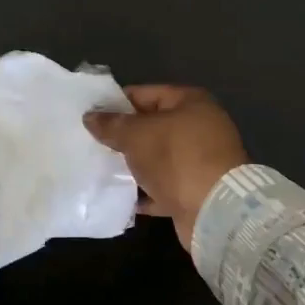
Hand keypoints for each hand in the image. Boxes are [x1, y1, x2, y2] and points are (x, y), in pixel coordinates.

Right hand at [84, 85, 247, 253]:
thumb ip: (112, 124)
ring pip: (158, 158)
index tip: (92, 114)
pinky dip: (145, 191)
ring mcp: (201, 161)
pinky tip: (120, 196)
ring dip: (134, 164)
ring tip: (101, 168)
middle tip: (93, 142)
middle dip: (124, 135)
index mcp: (191, 103)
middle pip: (153, 126)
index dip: (117, 102)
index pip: (146, 93)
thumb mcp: (137, 135)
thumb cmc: (176, 158)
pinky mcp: (197, 190)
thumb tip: (90, 116)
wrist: (214, 211)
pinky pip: (164, 186)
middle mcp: (200, 127)